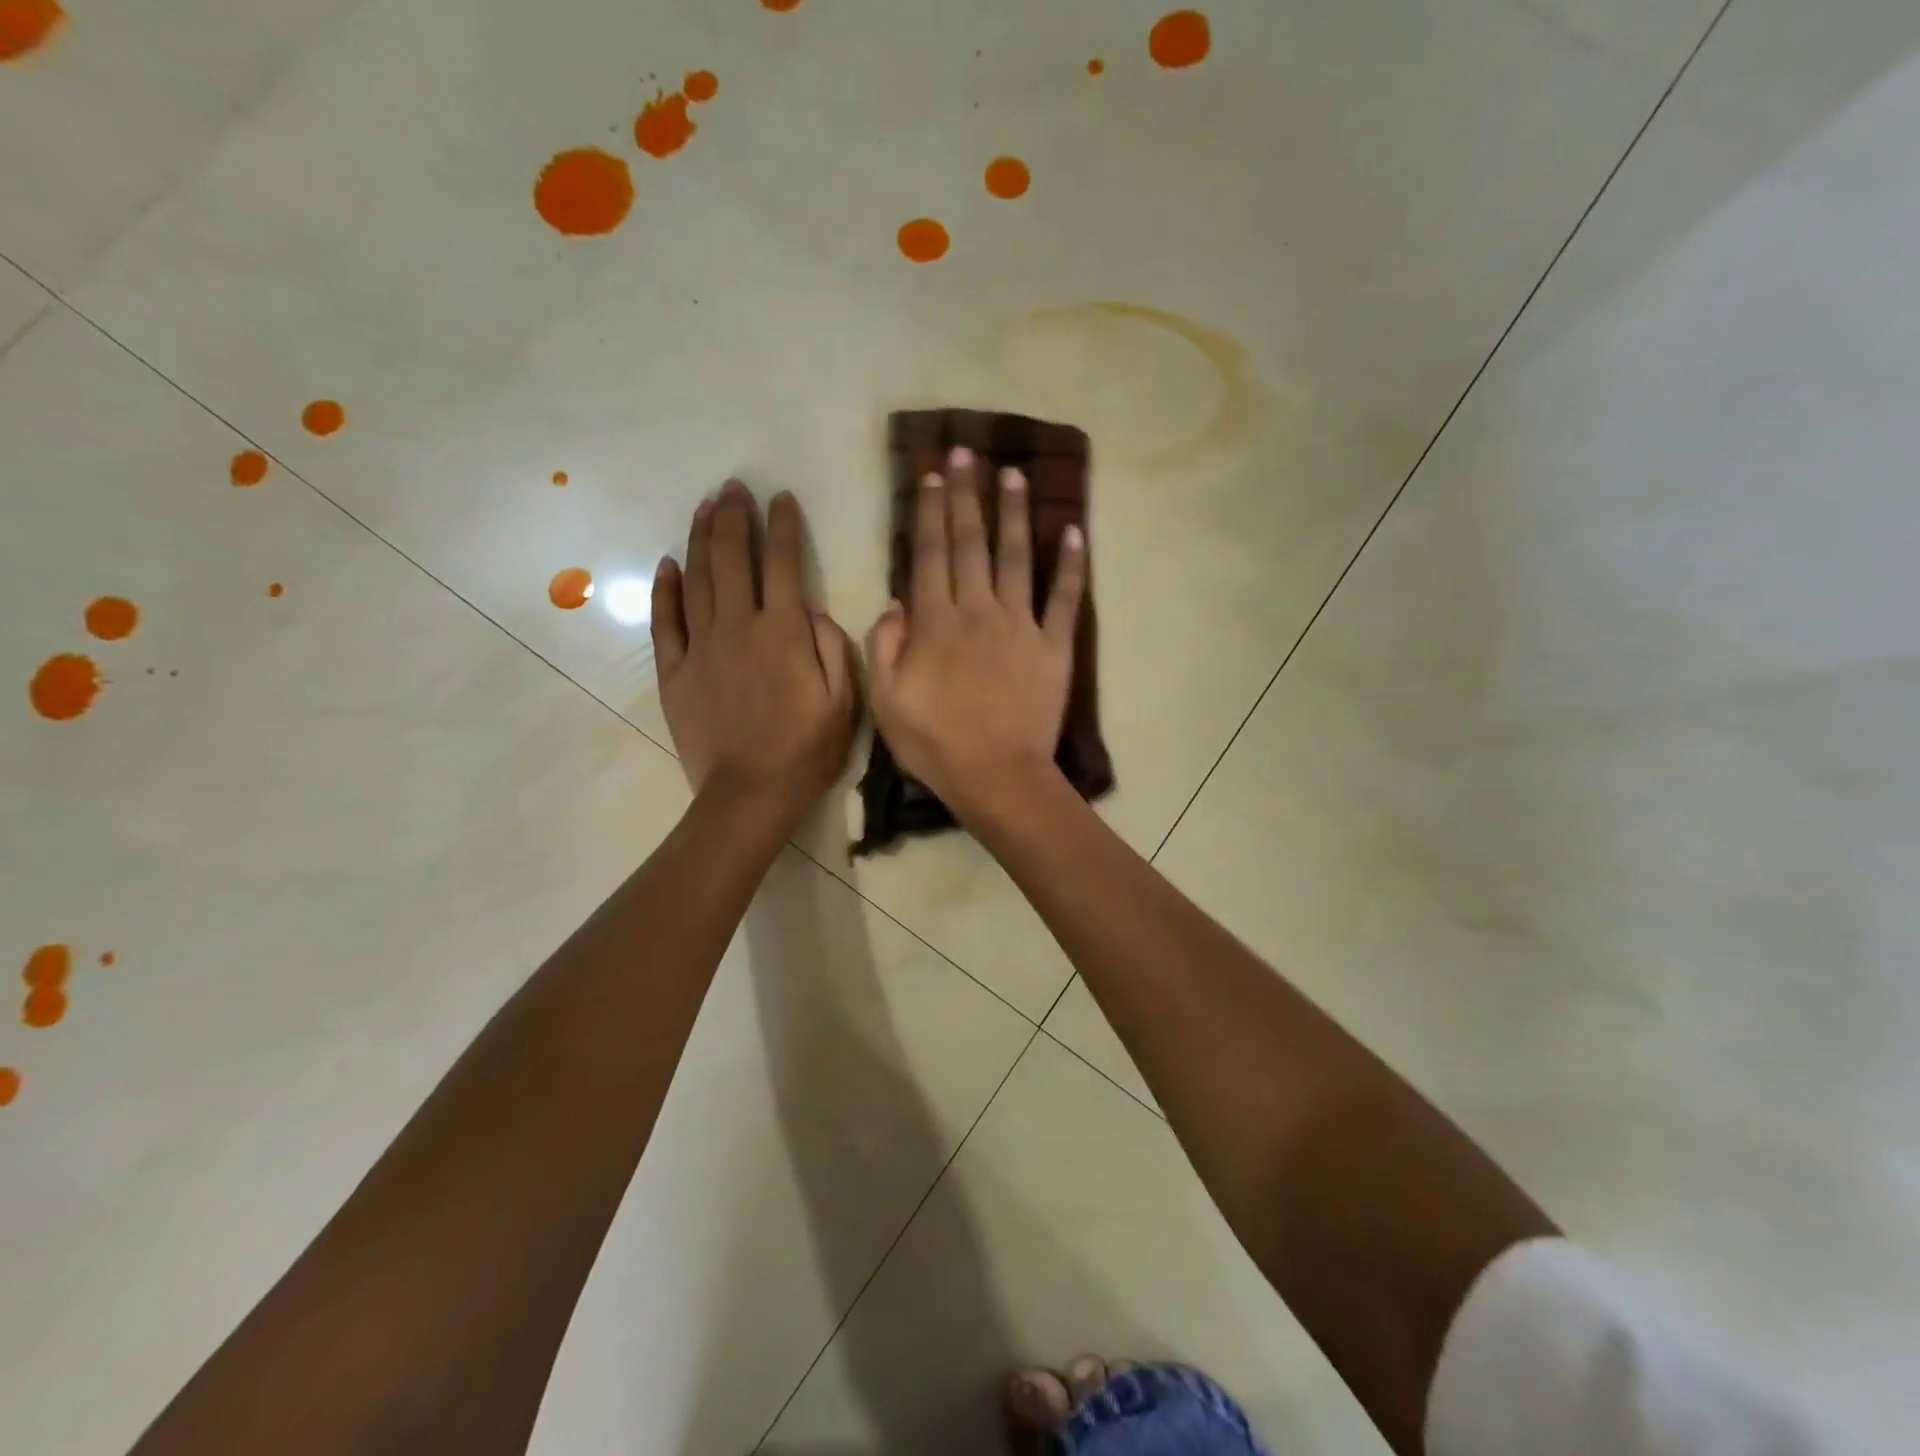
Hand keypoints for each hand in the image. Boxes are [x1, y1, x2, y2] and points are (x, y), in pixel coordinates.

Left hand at [652, 482, 857, 824]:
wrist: (749, 794)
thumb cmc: (806, 750)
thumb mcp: (844, 700)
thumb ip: (833, 647)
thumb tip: (815, 612)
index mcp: (784, 632)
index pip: (783, 563)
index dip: (783, 526)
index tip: (782, 498)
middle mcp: (738, 627)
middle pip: (733, 558)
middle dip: (735, 517)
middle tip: (734, 488)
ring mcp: (701, 647)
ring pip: (697, 579)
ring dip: (701, 538)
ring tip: (704, 507)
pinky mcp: (674, 671)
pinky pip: (664, 621)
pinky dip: (665, 588)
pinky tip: (668, 563)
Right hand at [866, 447, 1086, 821]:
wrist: (998, 776)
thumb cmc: (936, 744)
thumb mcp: (886, 702)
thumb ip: (886, 646)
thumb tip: (895, 603)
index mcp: (936, 622)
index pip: (930, 553)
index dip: (931, 510)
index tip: (932, 474)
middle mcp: (978, 610)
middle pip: (971, 542)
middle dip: (967, 494)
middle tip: (967, 452)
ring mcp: (1021, 625)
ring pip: (1017, 557)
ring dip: (1014, 513)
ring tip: (1014, 473)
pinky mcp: (1054, 646)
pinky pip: (1064, 598)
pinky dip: (1072, 565)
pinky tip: (1074, 531)